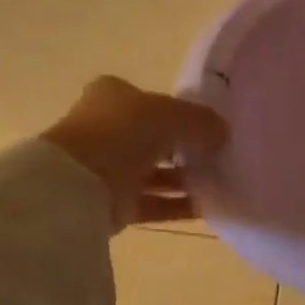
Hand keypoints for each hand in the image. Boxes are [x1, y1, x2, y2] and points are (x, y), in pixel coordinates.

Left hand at [43, 76, 226, 229]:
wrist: (82, 183)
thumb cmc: (124, 132)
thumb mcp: (174, 114)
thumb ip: (202, 121)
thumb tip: (223, 133)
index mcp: (113, 97)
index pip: (151, 101)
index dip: (180, 112)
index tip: (209, 127)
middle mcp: (107, 129)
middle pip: (154, 139)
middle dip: (184, 149)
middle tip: (218, 157)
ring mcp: (108, 168)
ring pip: (155, 173)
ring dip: (185, 179)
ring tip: (220, 184)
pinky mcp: (114, 203)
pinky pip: (154, 203)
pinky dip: (178, 205)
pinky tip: (208, 207)